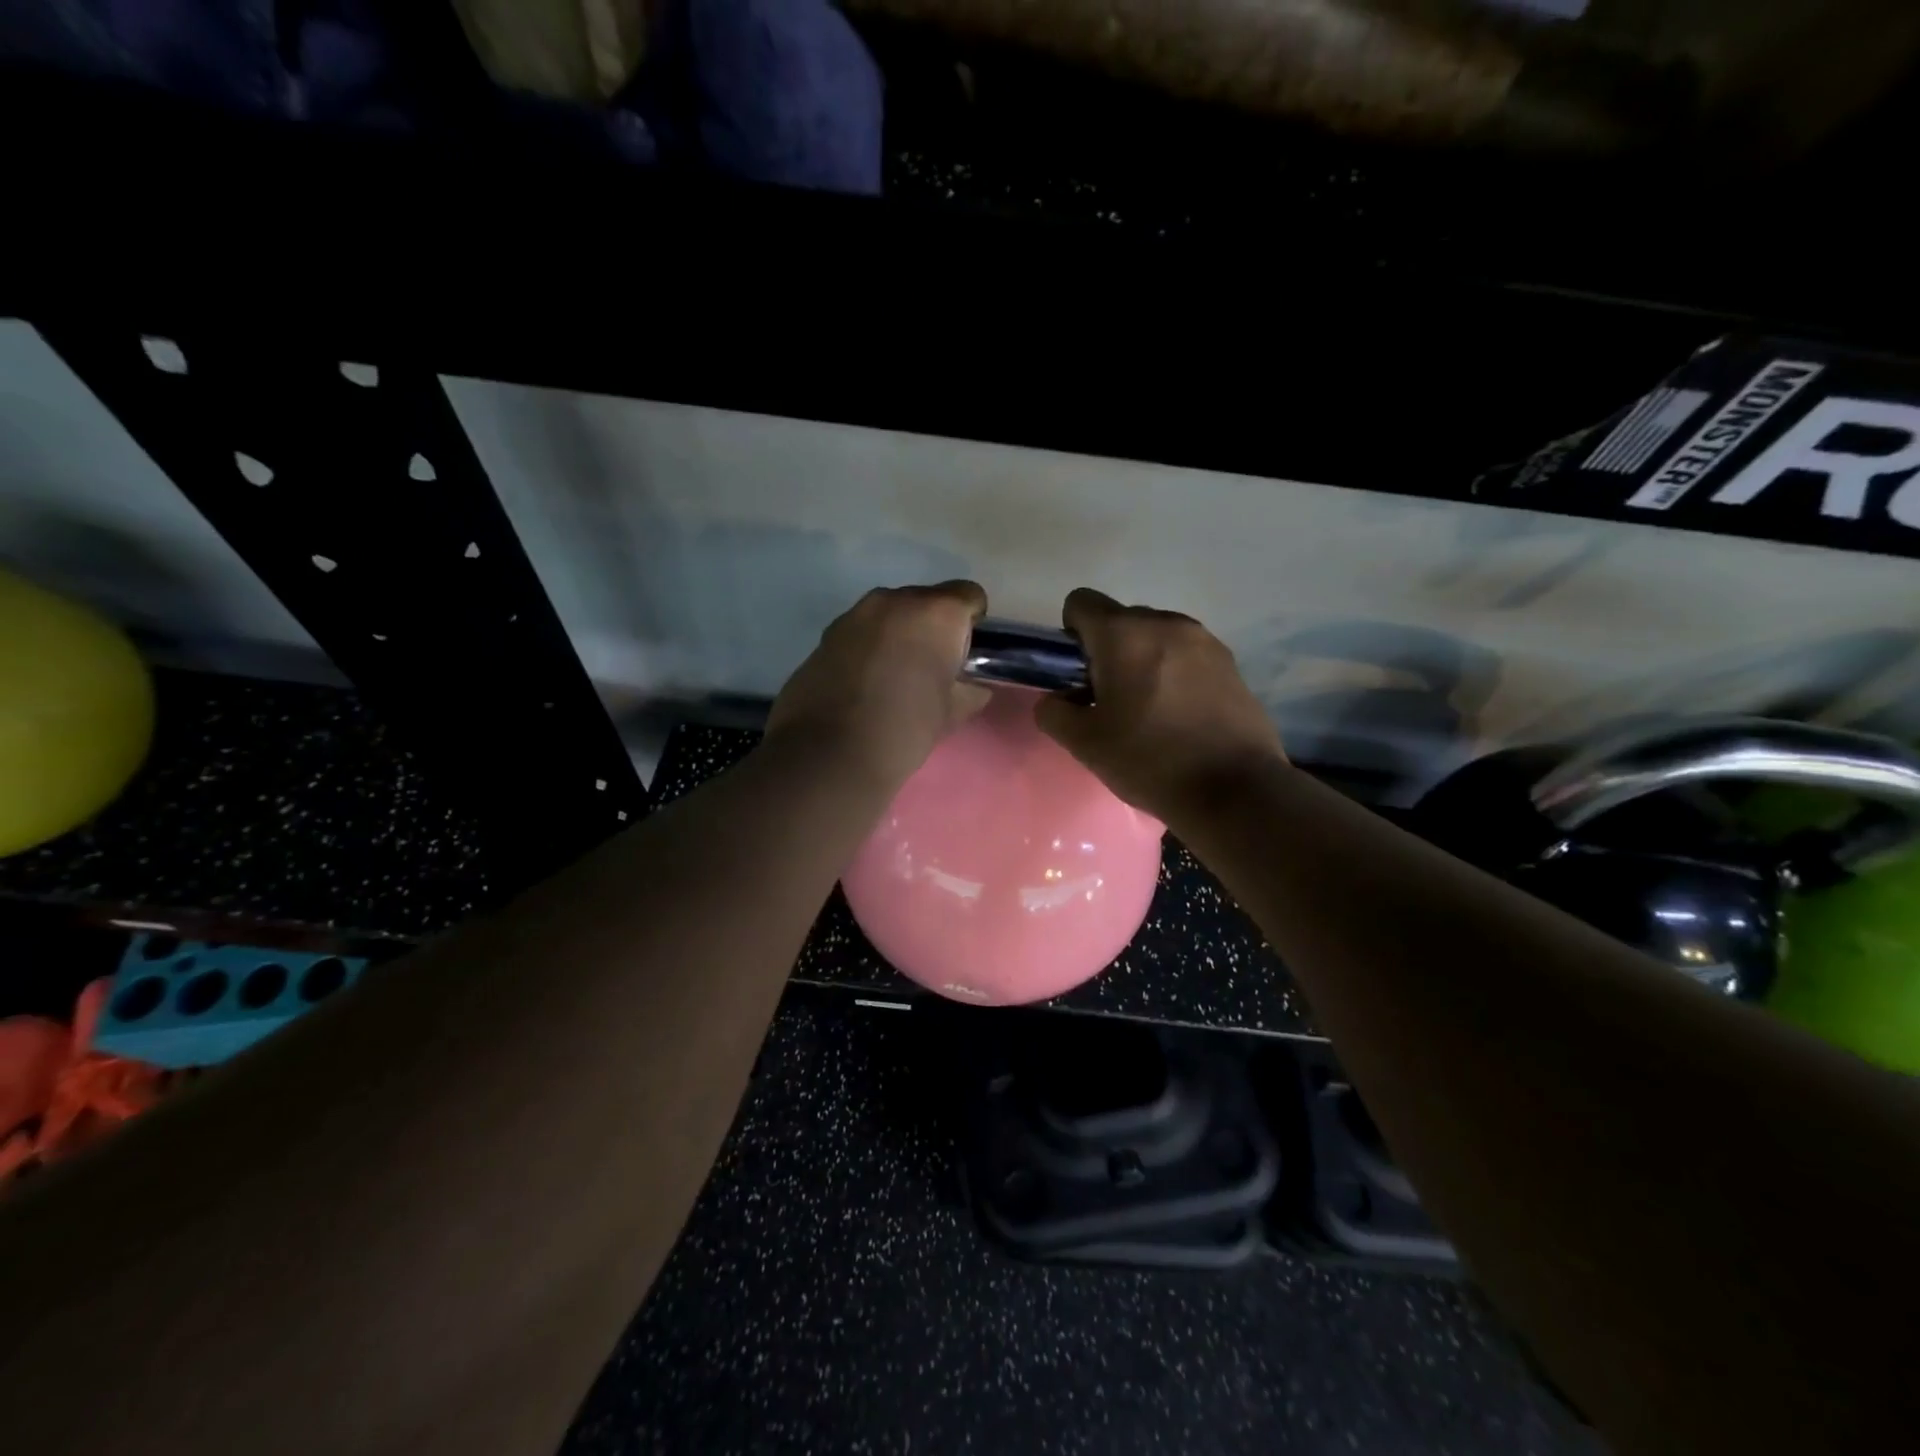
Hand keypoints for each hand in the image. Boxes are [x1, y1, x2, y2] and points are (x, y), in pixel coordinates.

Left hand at [766, 581, 991, 791]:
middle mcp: (895, 600)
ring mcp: (855, 614)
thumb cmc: (903, 729)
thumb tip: (972, 687)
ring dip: (899, 635)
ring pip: (890, 614)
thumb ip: (969, 691)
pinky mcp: (826, 634)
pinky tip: (865, 683)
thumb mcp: (950, 714)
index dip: (972, 623)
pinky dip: (870, 647)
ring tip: (895, 677)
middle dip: (933, 628)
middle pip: (926, 601)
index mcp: (936, 613)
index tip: (965, 655)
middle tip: (931, 669)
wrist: (827, 754)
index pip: (969, 596)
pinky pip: (862, 631)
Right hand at [1036, 588, 1284, 821]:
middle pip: (1121, 619)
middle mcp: (1165, 623)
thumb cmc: (1150, 760)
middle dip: (1108, 650)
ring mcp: (1204, 640)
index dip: (1070, 635)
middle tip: (1111, 699)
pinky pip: (1187, 654)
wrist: (1234, 789)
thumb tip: (1057, 699)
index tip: (1078, 675)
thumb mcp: (1085, 744)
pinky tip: (1181, 714)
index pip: (1081, 602)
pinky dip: (1175, 672)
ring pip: (1156, 636)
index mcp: (1124, 634)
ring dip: (1143, 660)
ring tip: (1150, 709)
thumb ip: (1054, 712)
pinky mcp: (1231, 662)